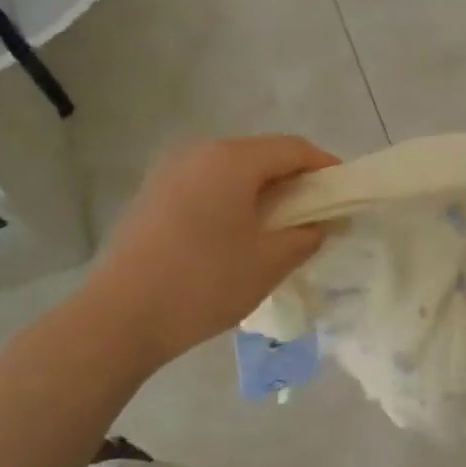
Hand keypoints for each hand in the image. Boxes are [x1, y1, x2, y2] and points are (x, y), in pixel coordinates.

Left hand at [80, 135, 337, 372]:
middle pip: (261, 155)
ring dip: (263, 192)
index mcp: (231, 160)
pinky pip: (207, 186)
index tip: (345, 192)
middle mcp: (198, 153)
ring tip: (281, 227)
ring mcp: (169, 173)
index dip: (325, 167)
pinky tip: (239, 235)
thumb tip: (319, 224)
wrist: (120, 317)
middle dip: (294, 180)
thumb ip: (306, 236)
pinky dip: (233, 200)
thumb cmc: (205, 283)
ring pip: (232, 171)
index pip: (293, 149)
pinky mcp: (152, 197)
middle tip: (317, 214)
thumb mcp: (270, 262)